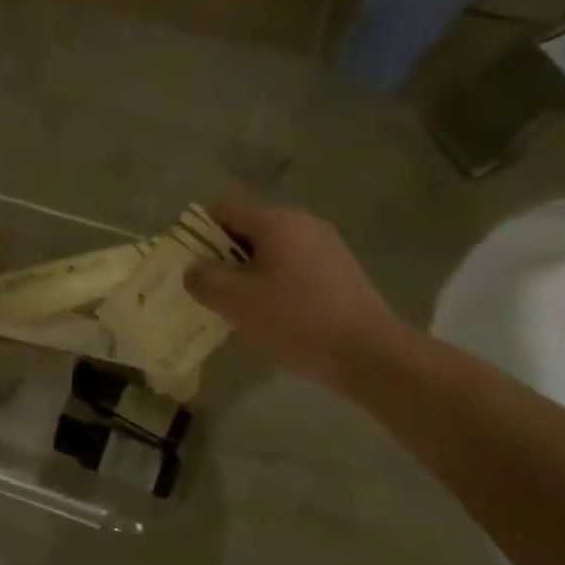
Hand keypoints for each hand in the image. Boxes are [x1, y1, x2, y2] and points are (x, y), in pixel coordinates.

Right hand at [183, 190, 411, 390]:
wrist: (372, 356)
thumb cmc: (296, 321)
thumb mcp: (236, 302)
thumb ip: (204, 279)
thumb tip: (194, 269)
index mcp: (277, 221)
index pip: (225, 208)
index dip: (201, 231)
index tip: (193, 264)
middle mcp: (304, 223)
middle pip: (250, 228)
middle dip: (225, 256)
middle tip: (214, 291)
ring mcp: (328, 247)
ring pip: (273, 250)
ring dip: (251, 272)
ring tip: (243, 309)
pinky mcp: (342, 272)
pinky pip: (295, 267)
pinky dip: (277, 283)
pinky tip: (277, 317)